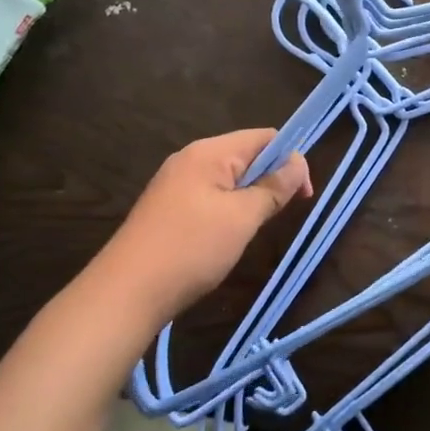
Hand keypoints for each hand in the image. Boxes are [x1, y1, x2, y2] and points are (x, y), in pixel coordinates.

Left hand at [94, 129, 311, 321]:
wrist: (126, 293)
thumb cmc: (191, 249)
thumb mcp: (242, 217)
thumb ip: (273, 187)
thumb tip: (298, 161)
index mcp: (209, 152)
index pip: (264, 137)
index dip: (290, 159)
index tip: (302, 196)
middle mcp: (190, 159)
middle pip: (246, 155)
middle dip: (270, 180)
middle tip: (279, 216)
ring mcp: (175, 184)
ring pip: (229, 179)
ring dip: (250, 198)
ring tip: (253, 229)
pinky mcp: (167, 208)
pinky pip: (210, 196)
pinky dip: (228, 210)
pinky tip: (226, 238)